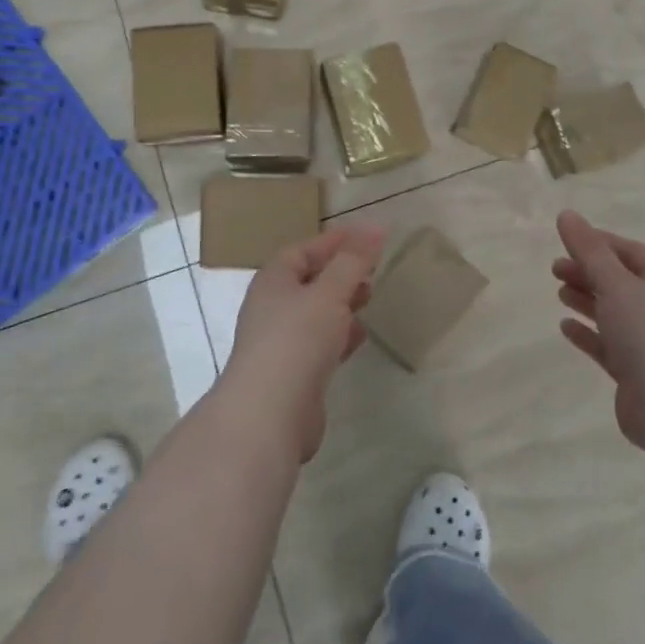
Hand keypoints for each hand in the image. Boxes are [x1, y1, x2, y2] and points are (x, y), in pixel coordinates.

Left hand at [223, 226, 384, 461]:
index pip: (303, 250)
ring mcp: (280, 343)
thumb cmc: (297, 340)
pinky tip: (359, 337)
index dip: (334, 241)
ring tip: (370, 298)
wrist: (268, 416)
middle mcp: (272, 308)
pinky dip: (339, 335)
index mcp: (273, 281)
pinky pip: (319, 344)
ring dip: (341, 303)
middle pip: (308, 280)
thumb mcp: (329, 293)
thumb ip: (353, 261)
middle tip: (372, 268)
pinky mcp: (292, 374)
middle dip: (340, 272)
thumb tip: (375, 228)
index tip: (366, 235)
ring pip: (315, 313)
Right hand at [552, 210, 644, 450]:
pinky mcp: (636, 371)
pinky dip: (587, 333)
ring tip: (559, 292)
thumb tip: (567, 214)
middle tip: (555, 269)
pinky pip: (607, 344)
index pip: (628, 251)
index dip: (597, 242)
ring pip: (612, 312)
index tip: (566, 239)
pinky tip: (565, 327)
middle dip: (587, 271)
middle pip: (619, 280)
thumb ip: (588, 251)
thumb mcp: (615, 283)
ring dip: (586, 300)